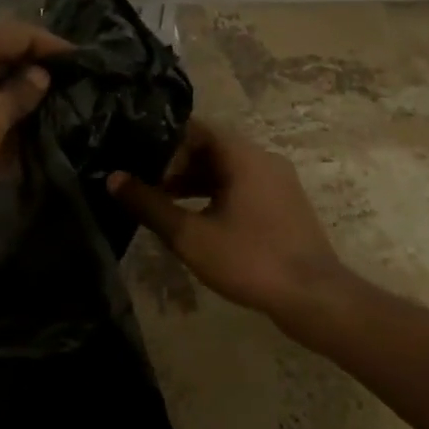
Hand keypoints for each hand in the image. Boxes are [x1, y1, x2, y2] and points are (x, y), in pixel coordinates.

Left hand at [0, 19, 70, 252]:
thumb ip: (19, 94)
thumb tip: (40, 75)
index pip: (16, 33)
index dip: (52, 46)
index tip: (89, 63)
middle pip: (1, 61)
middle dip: (37, 78)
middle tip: (81, 96)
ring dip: (19, 109)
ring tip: (63, 124)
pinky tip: (28, 153)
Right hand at [107, 119, 342, 317]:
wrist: (315, 299)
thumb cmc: (250, 259)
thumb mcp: (191, 235)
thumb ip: (150, 205)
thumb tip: (113, 179)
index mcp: (242, 155)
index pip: (194, 129)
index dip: (162, 142)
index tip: (136, 161)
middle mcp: (262, 158)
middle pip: (209, 149)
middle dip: (174, 166)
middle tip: (145, 187)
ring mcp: (277, 182)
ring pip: (225, 170)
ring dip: (193, 183)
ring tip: (163, 206)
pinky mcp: (283, 205)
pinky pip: (241, 188)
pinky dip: (215, 196)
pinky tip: (196, 221)